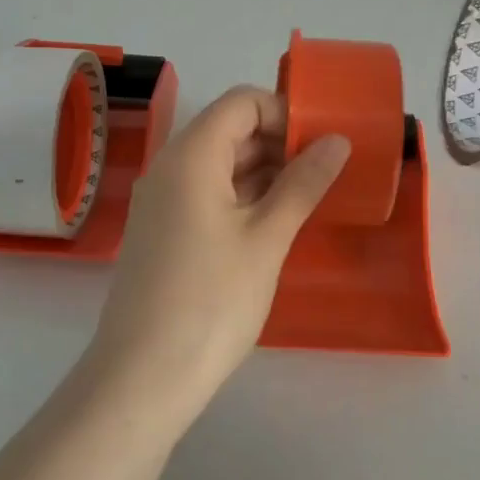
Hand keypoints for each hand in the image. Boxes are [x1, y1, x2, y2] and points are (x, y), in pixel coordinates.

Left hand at [86, 86, 350, 425]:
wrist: (143, 376)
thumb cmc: (211, 300)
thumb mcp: (267, 239)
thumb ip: (302, 183)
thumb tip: (336, 141)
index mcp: (191, 155)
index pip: (241, 103)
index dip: (284, 112)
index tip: (323, 142)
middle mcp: (169, 167)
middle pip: (228, 130)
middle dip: (278, 142)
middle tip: (325, 171)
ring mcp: (161, 201)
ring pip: (218, 164)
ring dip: (263, 171)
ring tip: (309, 195)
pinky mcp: (162, 231)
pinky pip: (205, 193)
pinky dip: (241, 196)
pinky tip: (274, 221)